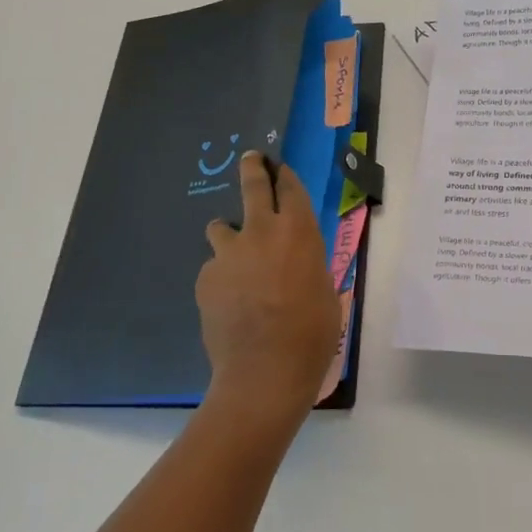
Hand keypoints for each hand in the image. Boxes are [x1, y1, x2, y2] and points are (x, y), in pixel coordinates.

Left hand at [197, 151, 340, 420]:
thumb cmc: (311, 333)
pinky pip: (214, 268)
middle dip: (252, 168)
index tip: (280, 168)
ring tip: (235, 254)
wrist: (263, 372)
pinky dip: (221, 276)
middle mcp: (261, 231)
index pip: (290, 187)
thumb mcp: (325, 292)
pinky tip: (230, 302)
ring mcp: (228, 254)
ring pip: (221, 226)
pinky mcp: (205, 279)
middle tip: (251, 158)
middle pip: (253, 186)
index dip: (285, 175)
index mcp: (298, 231)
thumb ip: (309, 266)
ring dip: (229, 232)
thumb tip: (297, 264)